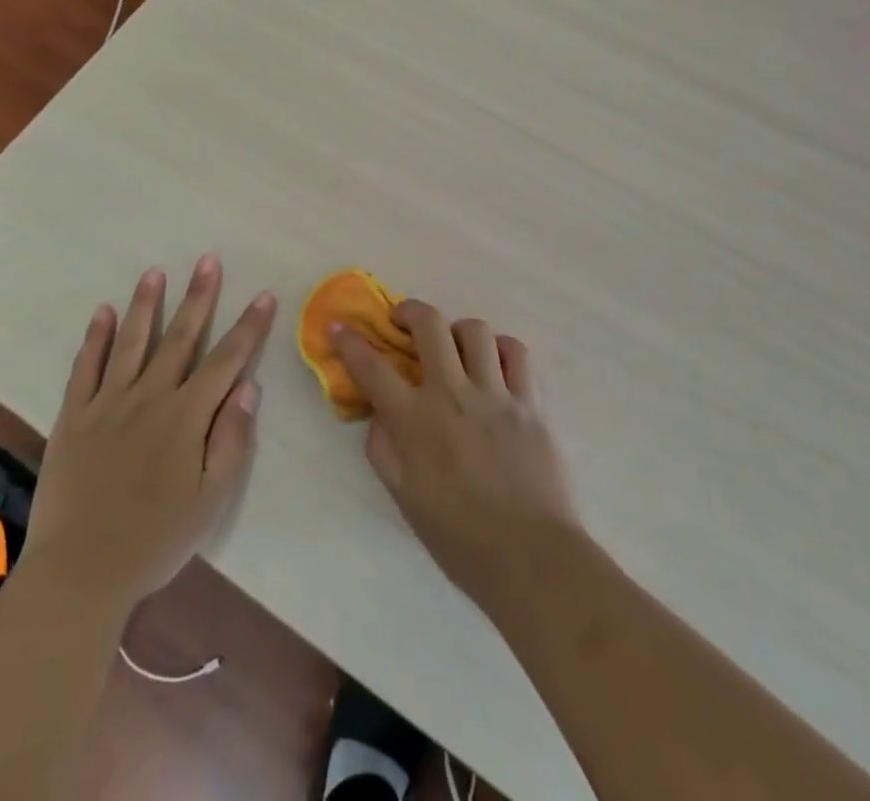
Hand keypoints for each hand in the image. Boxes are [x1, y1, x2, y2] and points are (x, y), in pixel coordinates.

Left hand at [24, 257, 275, 612]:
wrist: (79, 573)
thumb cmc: (155, 540)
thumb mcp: (210, 500)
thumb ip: (231, 440)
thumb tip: (249, 387)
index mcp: (186, 416)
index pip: (226, 360)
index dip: (248, 327)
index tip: (263, 295)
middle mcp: (149, 397)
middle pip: (181, 337)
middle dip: (199, 297)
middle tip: (208, 260)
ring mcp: (108, 403)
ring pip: (132, 341)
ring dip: (146, 304)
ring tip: (155, 272)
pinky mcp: (73, 416)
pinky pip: (85, 368)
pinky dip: (95, 338)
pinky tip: (103, 312)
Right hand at [332, 301, 579, 606]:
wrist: (531, 559)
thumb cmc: (460, 538)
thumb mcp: (405, 498)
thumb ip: (384, 448)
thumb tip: (379, 412)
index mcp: (416, 421)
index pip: (373, 368)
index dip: (350, 343)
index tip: (338, 326)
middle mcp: (454, 394)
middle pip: (429, 325)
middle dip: (409, 311)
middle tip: (402, 321)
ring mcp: (496, 394)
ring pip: (475, 330)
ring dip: (457, 331)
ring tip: (454, 347)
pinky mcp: (531, 402)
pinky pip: (517, 353)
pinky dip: (501, 349)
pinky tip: (494, 365)